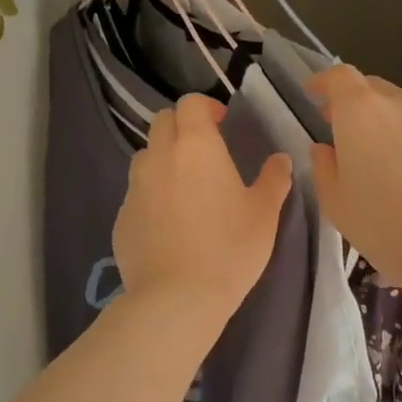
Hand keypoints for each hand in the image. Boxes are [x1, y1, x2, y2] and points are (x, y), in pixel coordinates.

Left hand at [113, 94, 293, 322]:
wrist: (177, 298)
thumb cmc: (229, 248)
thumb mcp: (264, 214)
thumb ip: (274, 179)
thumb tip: (280, 160)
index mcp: (196, 147)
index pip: (190, 104)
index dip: (206, 107)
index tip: (222, 124)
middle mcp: (159, 158)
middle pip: (162, 122)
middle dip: (182, 127)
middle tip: (204, 151)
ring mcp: (134, 188)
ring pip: (145, 156)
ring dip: (163, 159)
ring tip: (184, 186)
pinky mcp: (121, 218)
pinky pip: (136, 193)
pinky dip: (151, 195)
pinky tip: (169, 223)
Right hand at [307, 66, 401, 297]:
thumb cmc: (383, 222)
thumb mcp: (336, 202)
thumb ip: (323, 168)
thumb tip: (324, 149)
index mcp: (360, 110)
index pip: (339, 77)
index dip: (323, 82)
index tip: (312, 95)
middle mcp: (397, 103)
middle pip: (369, 88)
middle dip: (350, 102)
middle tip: (337, 127)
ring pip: (397, 107)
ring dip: (379, 120)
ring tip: (370, 152)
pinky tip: (401, 170)